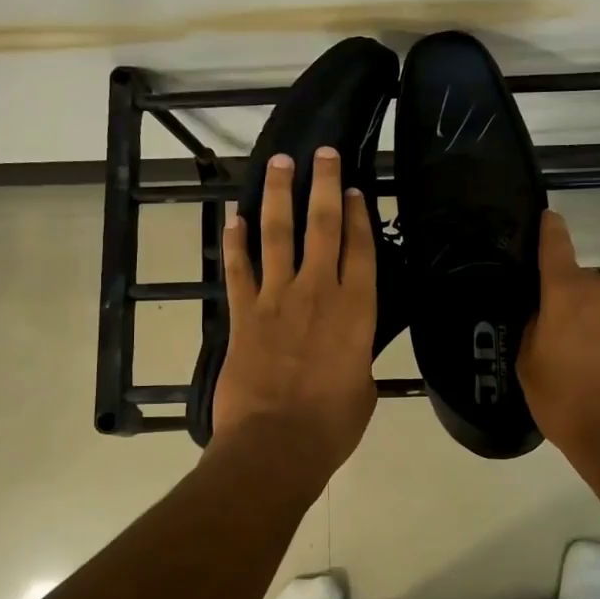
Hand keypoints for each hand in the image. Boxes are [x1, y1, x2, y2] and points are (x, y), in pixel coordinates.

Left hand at [210, 147, 378, 477]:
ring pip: (278, 234)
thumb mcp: (364, 388)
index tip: (355, 188)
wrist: (275, 445)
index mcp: (356, 310)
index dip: (358, 214)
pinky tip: (235, 217)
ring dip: (278, 196)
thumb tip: (349, 349)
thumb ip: (357, 357)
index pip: (360, 248)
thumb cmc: (332, 425)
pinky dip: (236, 242)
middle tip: (323, 153)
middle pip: (322, 226)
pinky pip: (239, 269)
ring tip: (279, 164)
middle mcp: (318, 292)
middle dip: (323, 184)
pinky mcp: (243, 314)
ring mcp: (276, 299)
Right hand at [519, 210, 599, 461]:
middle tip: (552, 333)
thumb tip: (544, 316)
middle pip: (578, 283)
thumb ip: (533, 328)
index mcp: (566, 291)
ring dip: (591, 322)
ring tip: (580, 361)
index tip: (547, 216)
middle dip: (565, 299)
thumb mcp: (529, 364)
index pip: (555, 245)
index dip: (549, 229)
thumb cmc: (567, 399)